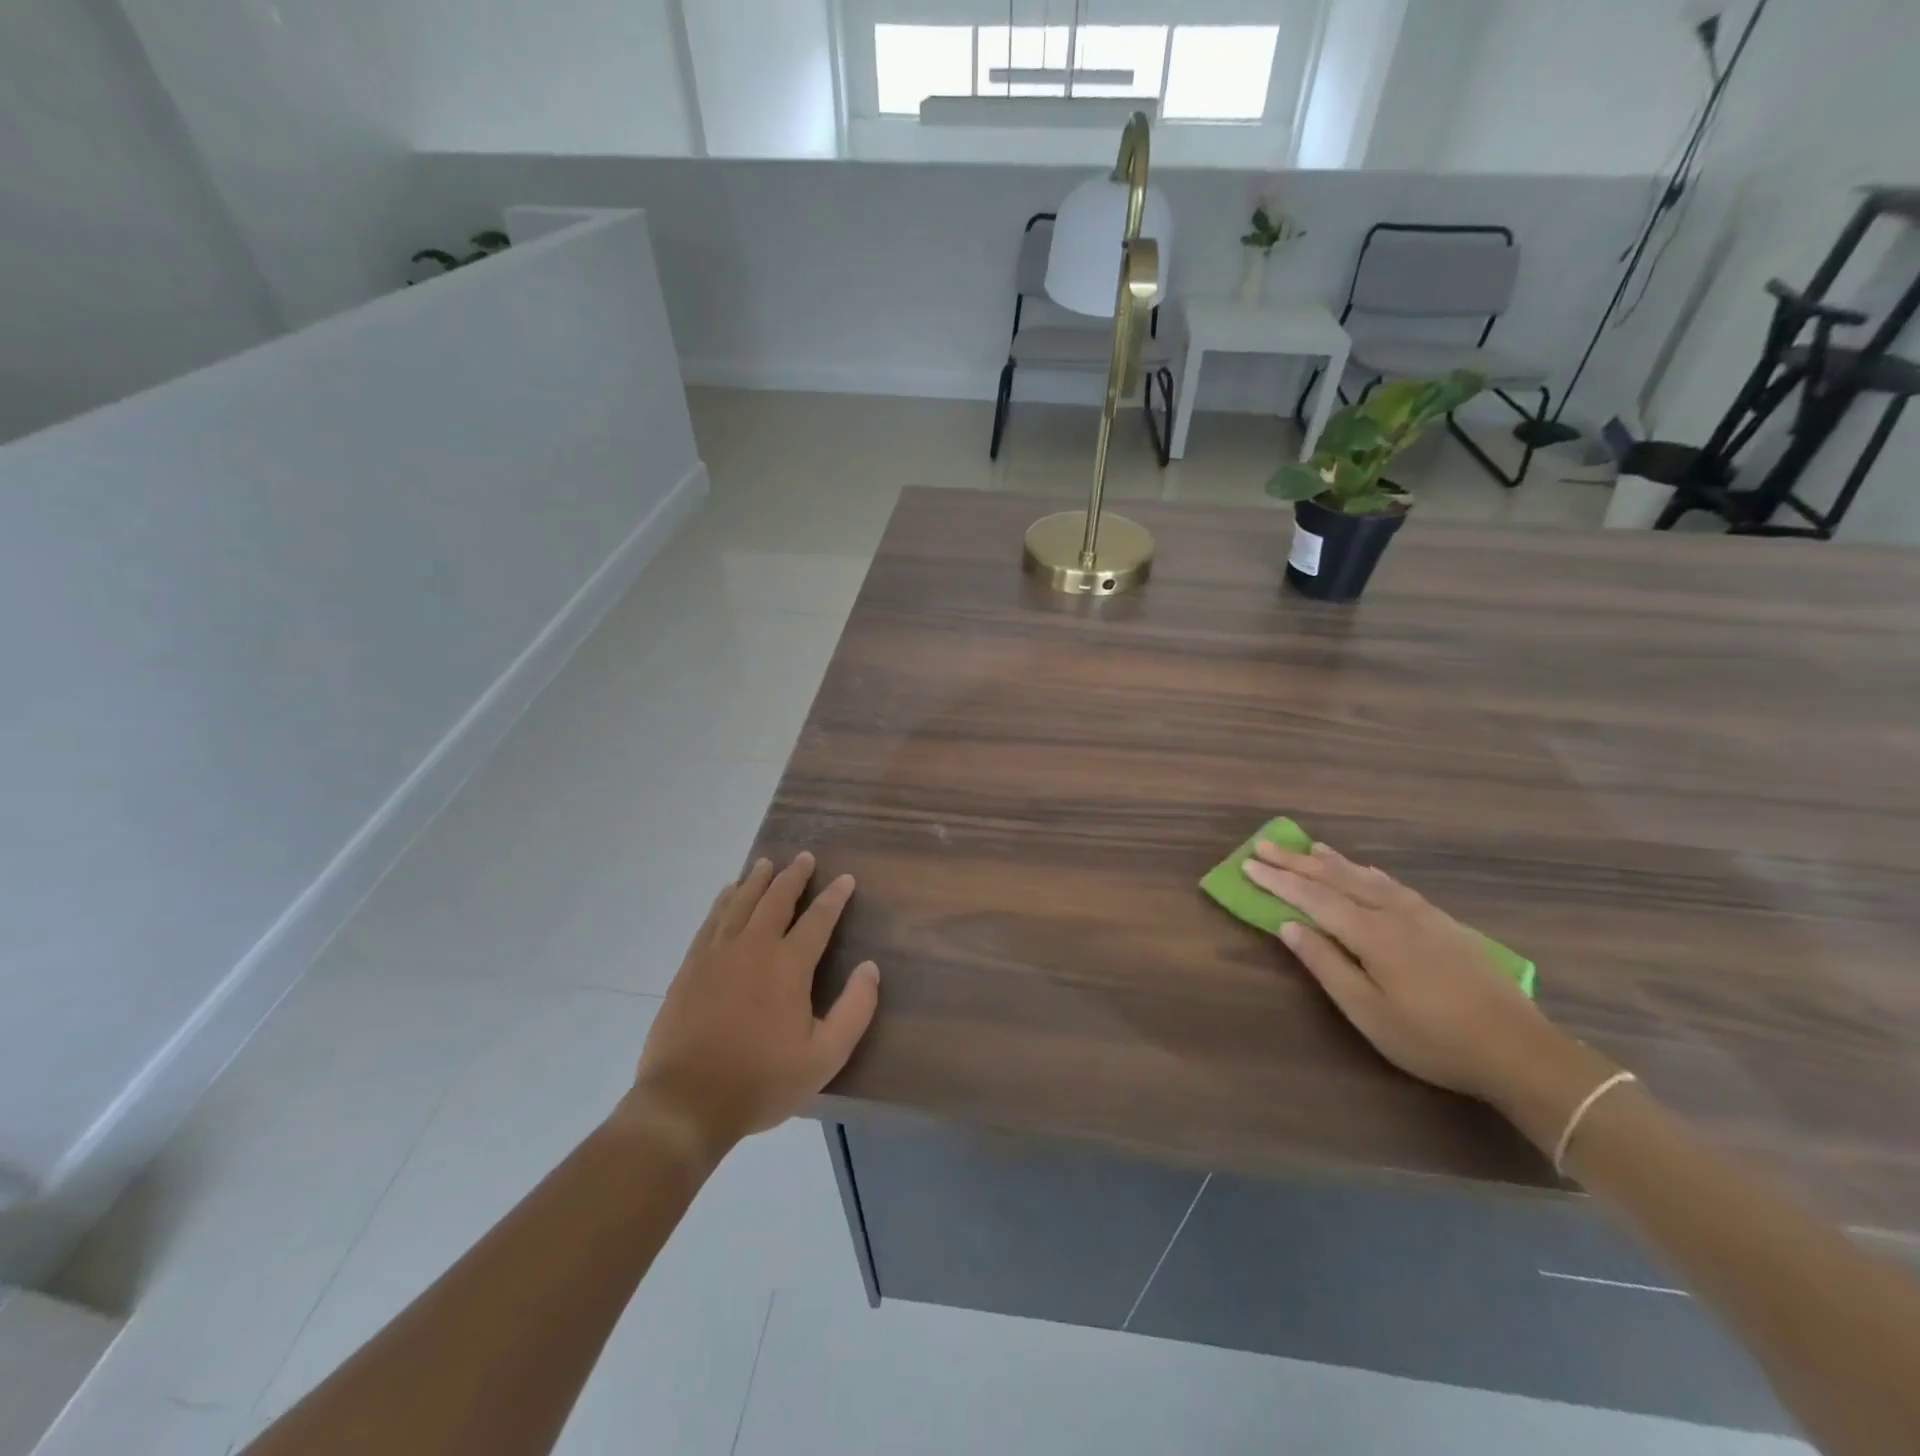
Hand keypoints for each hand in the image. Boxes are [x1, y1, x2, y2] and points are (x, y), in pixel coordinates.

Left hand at [621, 853, 878, 1161]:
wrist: (686, 1102)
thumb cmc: (762, 1081)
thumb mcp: (824, 1057)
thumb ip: (855, 1010)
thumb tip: (870, 968)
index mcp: (789, 965)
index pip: (818, 919)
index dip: (834, 897)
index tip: (845, 879)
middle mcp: (754, 947)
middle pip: (776, 899)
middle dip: (793, 876)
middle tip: (804, 858)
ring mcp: (717, 954)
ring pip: (741, 903)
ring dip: (757, 880)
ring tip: (767, 863)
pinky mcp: (691, 967)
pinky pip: (711, 920)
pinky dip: (724, 901)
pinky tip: (728, 893)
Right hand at [1244, 840, 1568, 1107]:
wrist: (1520, 1050)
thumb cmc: (1433, 1039)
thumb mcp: (1368, 1012)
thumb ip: (1326, 964)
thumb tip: (1289, 925)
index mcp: (1372, 933)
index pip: (1313, 898)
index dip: (1278, 881)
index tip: (1247, 865)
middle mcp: (1394, 913)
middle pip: (1337, 879)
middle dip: (1296, 862)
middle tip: (1264, 845)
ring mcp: (1423, 915)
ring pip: (1367, 877)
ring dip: (1332, 862)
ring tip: (1307, 847)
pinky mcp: (1444, 924)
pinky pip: (1393, 885)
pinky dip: (1367, 872)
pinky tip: (1365, 871)